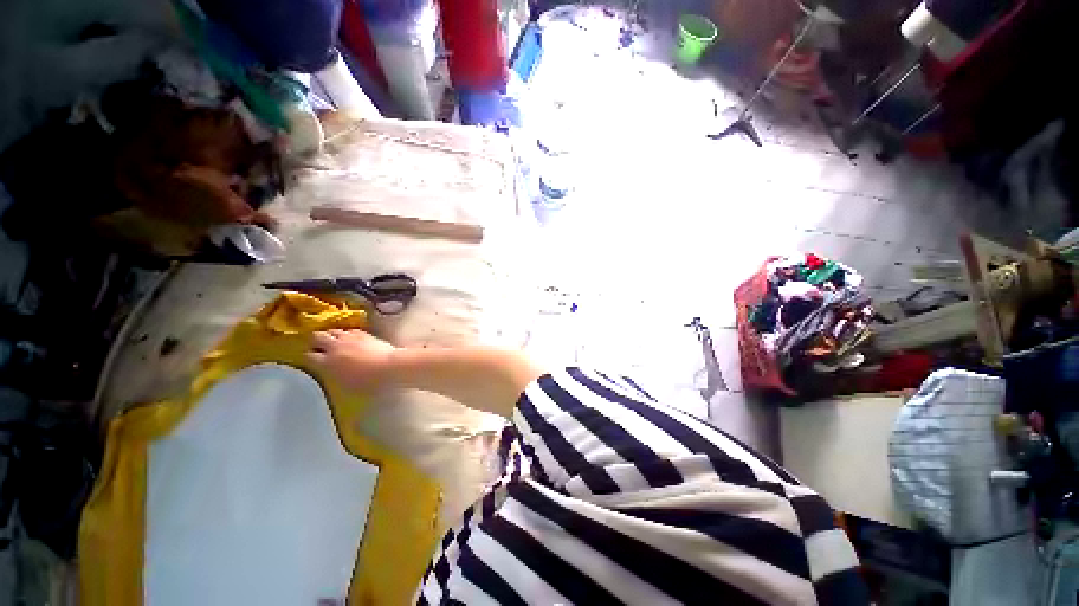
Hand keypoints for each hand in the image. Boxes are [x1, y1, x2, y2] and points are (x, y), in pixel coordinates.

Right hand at [307, 329, 397, 392]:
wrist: (390, 367)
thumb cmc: (369, 383)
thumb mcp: (345, 385)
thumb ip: (333, 376)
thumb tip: (329, 371)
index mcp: (327, 363)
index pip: (309, 355)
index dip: (308, 356)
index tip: (310, 358)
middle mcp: (335, 347)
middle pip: (318, 336)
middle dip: (316, 340)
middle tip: (318, 345)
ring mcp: (350, 337)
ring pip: (333, 330)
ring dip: (331, 334)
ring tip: (333, 340)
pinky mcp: (363, 333)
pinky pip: (349, 329)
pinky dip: (346, 332)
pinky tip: (349, 337)